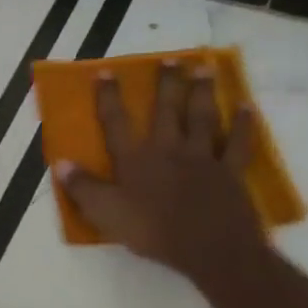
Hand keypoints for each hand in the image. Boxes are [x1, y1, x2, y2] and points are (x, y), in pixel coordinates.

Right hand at [54, 60, 266, 280]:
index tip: (105, 72)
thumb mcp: (106, 214)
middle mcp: (168, 150)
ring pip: (202, 117)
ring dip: (202, 92)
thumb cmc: (153, 231)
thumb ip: (83, 188)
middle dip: (166, 83)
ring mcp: (203, 158)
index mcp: (135, 160)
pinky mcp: (230, 172)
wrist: (210, 249)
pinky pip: (238, 144)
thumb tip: (61, 163)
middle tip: (170, 59)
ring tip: (204, 68)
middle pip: (166, 110)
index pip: (116, 122)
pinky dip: (243, 126)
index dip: (108, 97)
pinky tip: (246, 108)